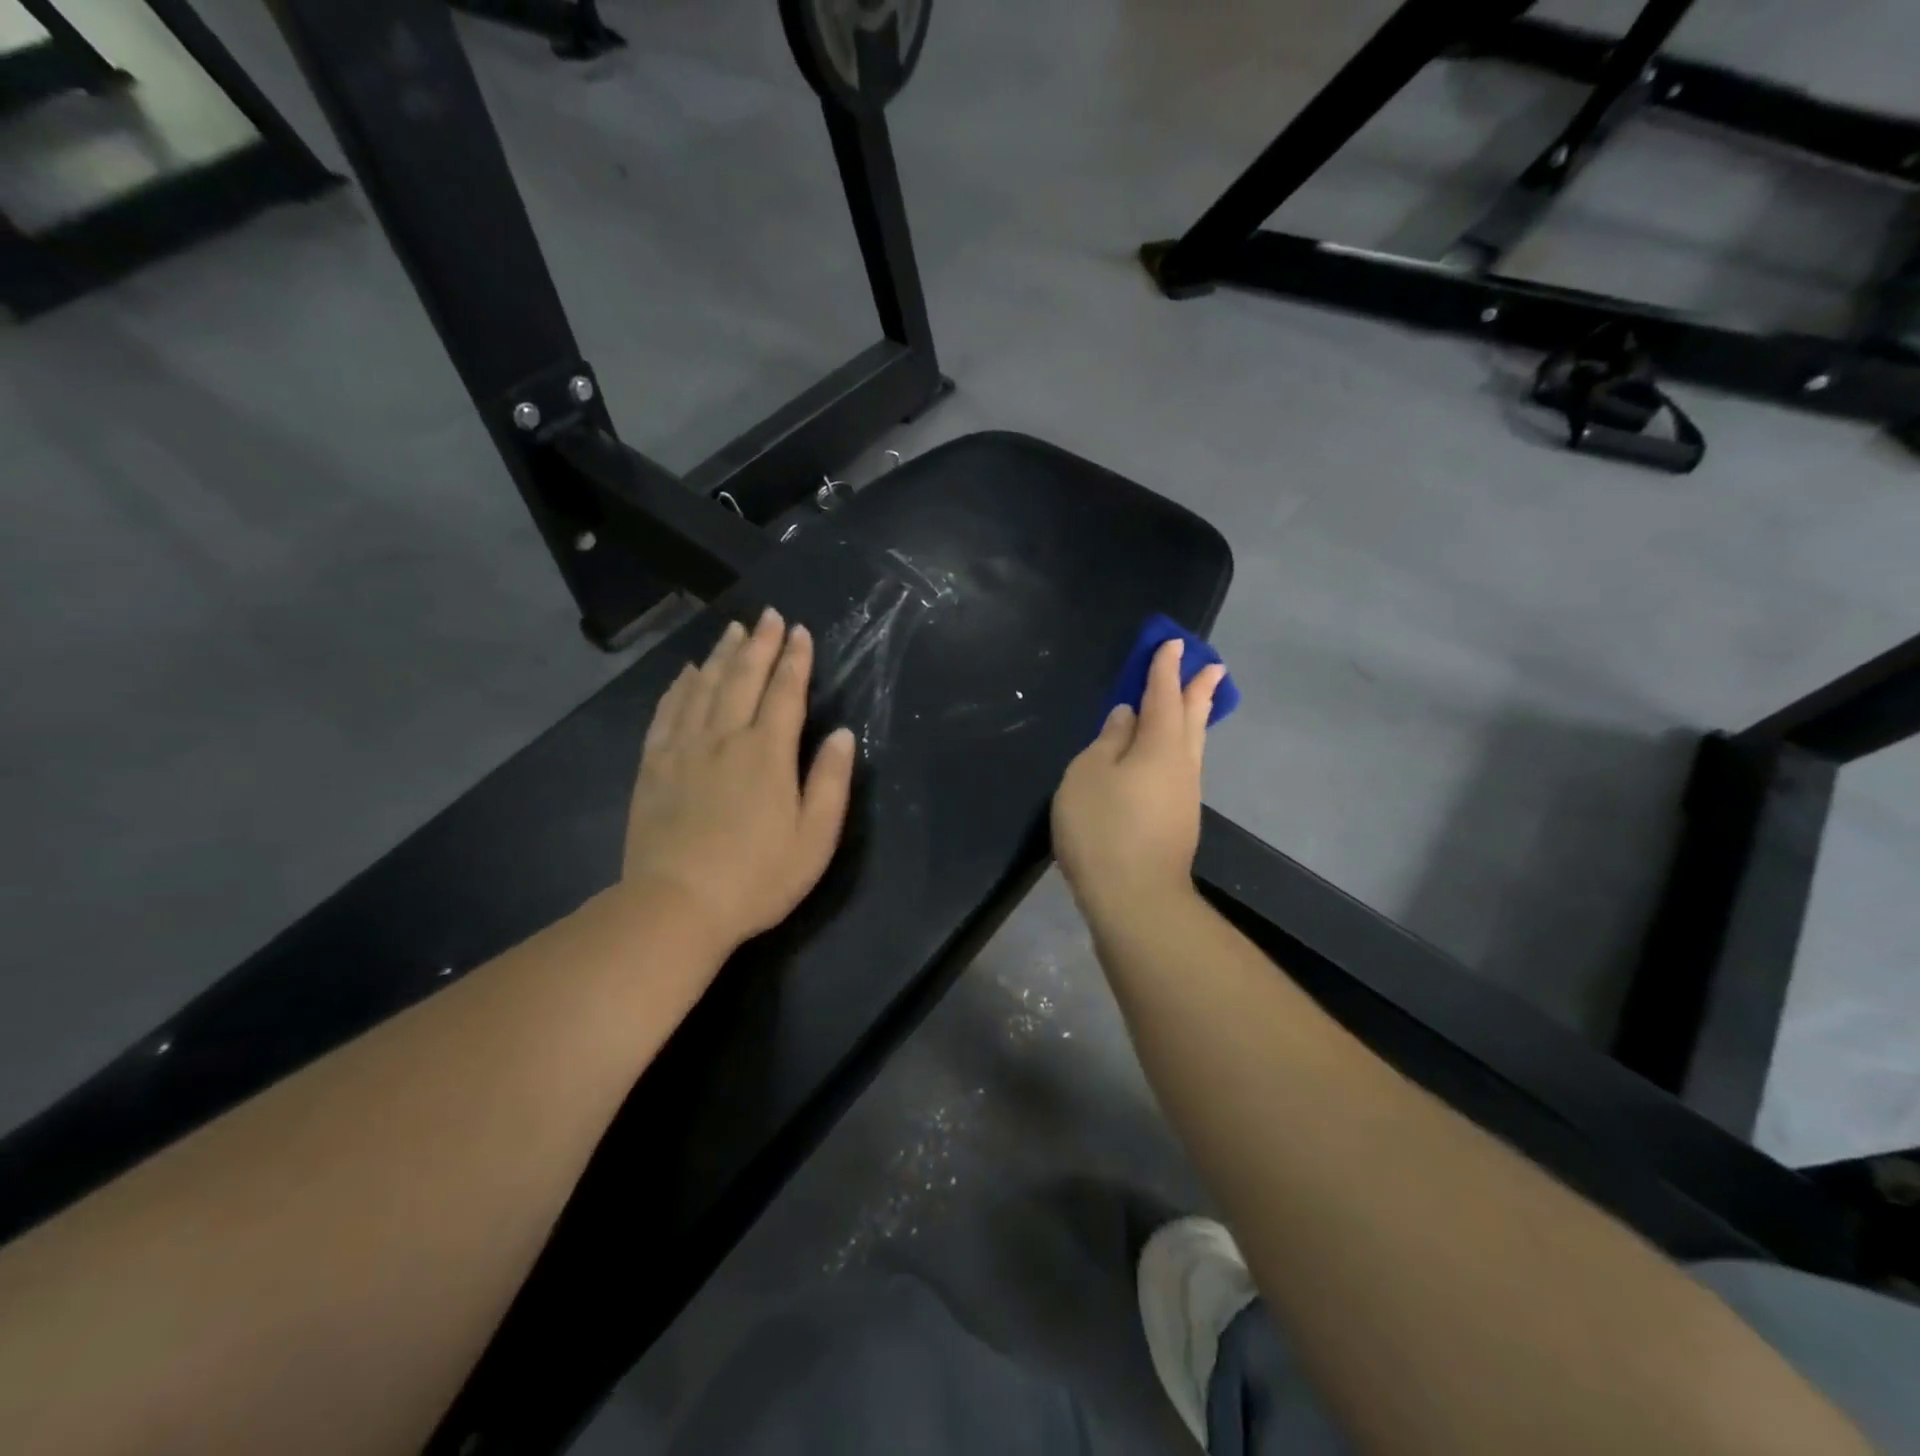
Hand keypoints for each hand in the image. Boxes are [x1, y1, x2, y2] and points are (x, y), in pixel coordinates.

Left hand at [624, 607, 856, 945]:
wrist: (676, 906)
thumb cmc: (757, 877)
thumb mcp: (814, 838)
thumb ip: (830, 782)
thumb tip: (842, 735)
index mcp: (767, 753)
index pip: (785, 693)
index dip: (796, 660)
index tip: (801, 631)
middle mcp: (724, 738)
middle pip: (742, 678)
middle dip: (759, 643)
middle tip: (768, 615)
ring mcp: (683, 749)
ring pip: (703, 687)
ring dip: (720, 655)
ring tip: (731, 630)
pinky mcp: (653, 766)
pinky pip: (666, 712)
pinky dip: (678, 687)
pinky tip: (685, 674)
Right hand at [1052, 639, 1225, 926]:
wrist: (1135, 898)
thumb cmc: (1103, 828)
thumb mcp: (1089, 775)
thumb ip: (1108, 741)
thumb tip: (1127, 717)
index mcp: (1160, 745)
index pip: (1163, 696)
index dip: (1164, 670)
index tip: (1173, 644)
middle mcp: (1181, 765)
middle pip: (1192, 718)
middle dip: (1198, 690)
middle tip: (1212, 666)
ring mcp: (1185, 795)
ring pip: (1192, 745)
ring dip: (1196, 718)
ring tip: (1199, 701)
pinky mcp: (1179, 820)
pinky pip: (1184, 767)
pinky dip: (1183, 747)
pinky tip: (1172, 755)